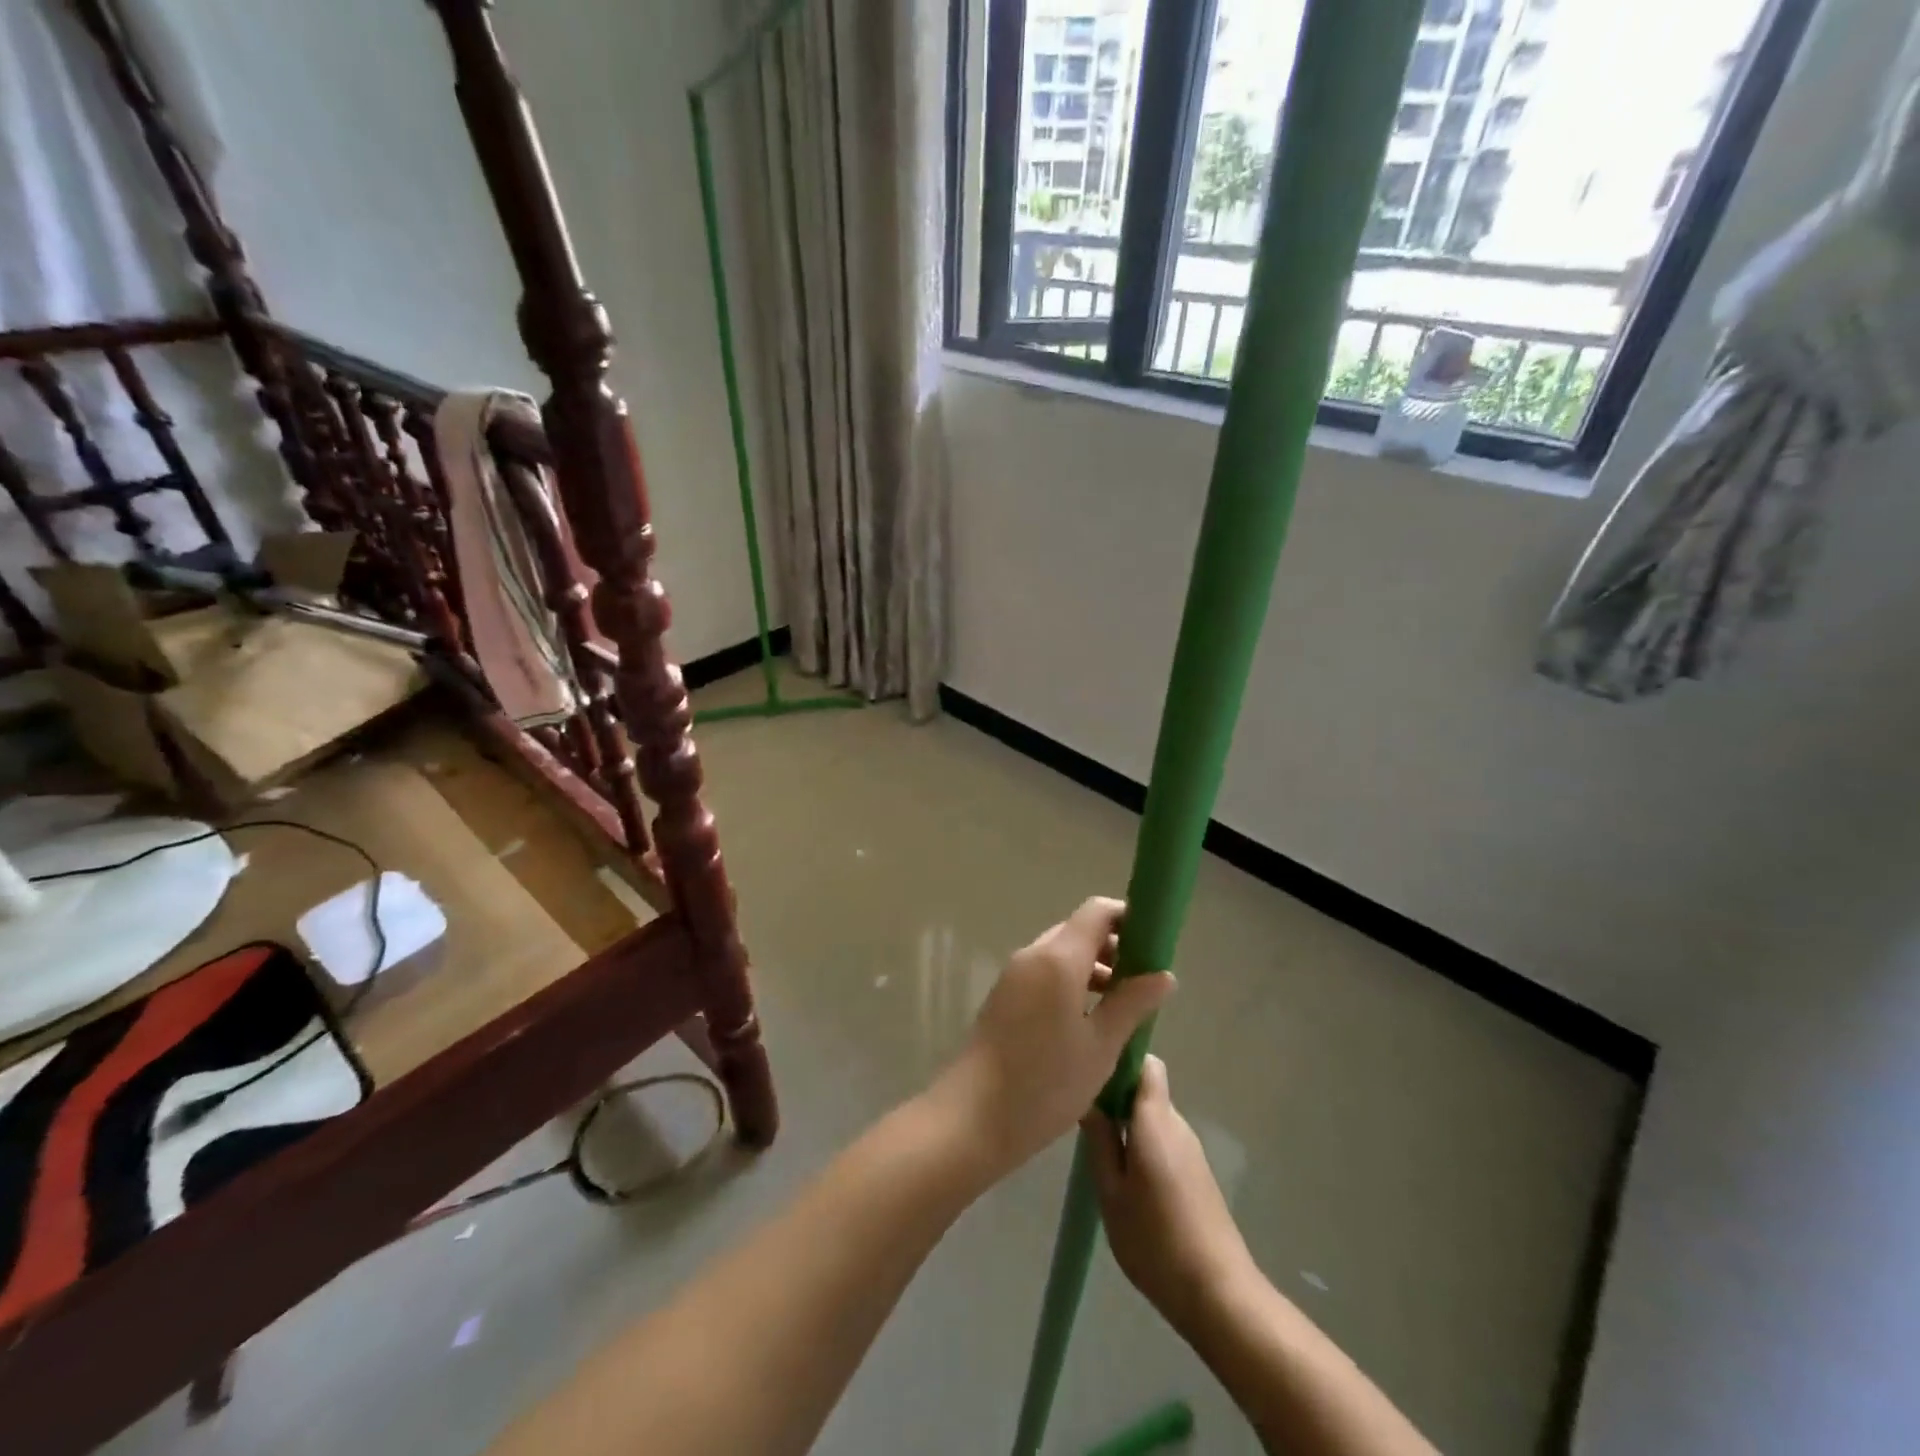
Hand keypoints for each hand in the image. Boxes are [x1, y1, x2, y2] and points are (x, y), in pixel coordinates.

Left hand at [931, 898, 1174, 1179]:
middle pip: (1079, 931)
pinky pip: (1045, 974)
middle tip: (1143, 983)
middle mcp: (1033, 955)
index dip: (1128, 917)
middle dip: (1114, 947)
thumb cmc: (1045, 1083)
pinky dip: (1071, 983)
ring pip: (1061, 954)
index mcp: (1058, 958)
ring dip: (1093, 968)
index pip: (1097, 912)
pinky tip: (1088, 1021)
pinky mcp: (1004, 997)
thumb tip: (1164, 974)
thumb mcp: (1101, 1047)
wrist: (973, 1117)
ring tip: (1122, 1007)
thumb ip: (1132, 1003)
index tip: (1154, 943)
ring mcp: (1014, 975)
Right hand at [1085, 1055, 1255, 1334]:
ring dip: (1128, 1126)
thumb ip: (1099, 1142)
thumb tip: (1089, 1102)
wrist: (1219, 1294)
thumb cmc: (1155, 1240)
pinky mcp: (1197, 1174)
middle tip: (1085, 1121)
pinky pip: (1163, 1142)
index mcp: (1156, 1121)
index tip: (1092, 1074)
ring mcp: (1191, 1150)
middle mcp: (1177, 1125)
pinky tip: (1127, 1182)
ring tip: (1100, 1154)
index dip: (1121, 1060)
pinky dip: (1143, 1148)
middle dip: (1116, 1097)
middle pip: (1146, 1090)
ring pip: (1153, 1118)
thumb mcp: (1111, 1193)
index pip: (1146, 1063)